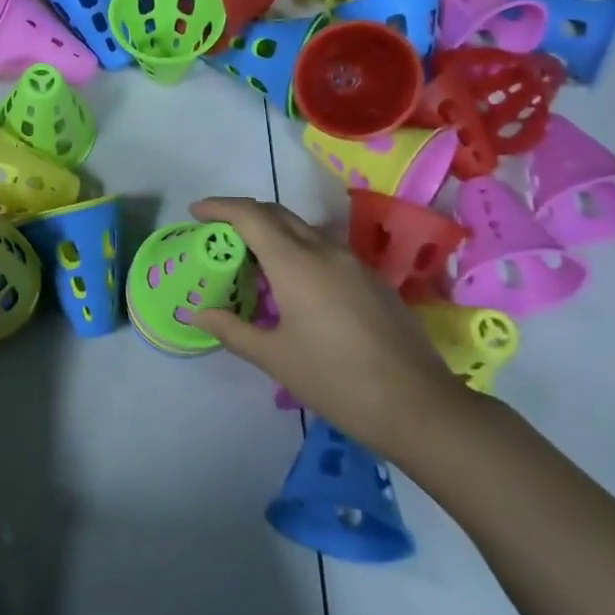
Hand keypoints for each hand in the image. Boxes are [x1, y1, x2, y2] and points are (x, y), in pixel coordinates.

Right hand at [188, 196, 473, 456]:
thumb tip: (198, 314)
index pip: (251, 216)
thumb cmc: (336, 380)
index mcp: (296, 263)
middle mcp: (325, 251)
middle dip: (244, 216)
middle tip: (218, 235)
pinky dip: (297, 253)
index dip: (220, 207)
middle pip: (278, 214)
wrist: (419, 407)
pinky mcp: (372, 281)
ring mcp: (354, 264)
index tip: (196, 212)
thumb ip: (232, 329)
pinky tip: (292, 288)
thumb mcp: (275, 358)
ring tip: (251, 263)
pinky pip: (325, 251)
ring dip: (272, 235)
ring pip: (304, 231)